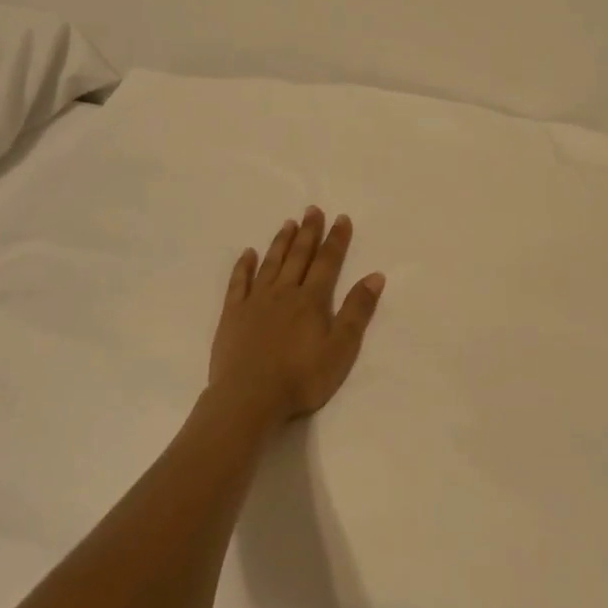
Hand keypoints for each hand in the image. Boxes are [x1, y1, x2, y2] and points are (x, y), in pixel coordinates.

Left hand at [206, 207, 385, 428]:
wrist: (249, 397)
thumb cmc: (301, 378)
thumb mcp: (341, 349)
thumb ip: (357, 311)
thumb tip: (375, 276)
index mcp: (311, 300)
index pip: (327, 262)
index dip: (336, 240)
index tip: (341, 218)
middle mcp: (284, 292)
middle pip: (299, 256)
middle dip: (308, 232)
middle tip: (312, 209)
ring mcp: (255, 302)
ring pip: (271, 263)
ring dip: (281, 242)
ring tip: (288, 223)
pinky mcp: (233, 315)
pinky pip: (239, 283)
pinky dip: (244, 266)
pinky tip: (248, 254)